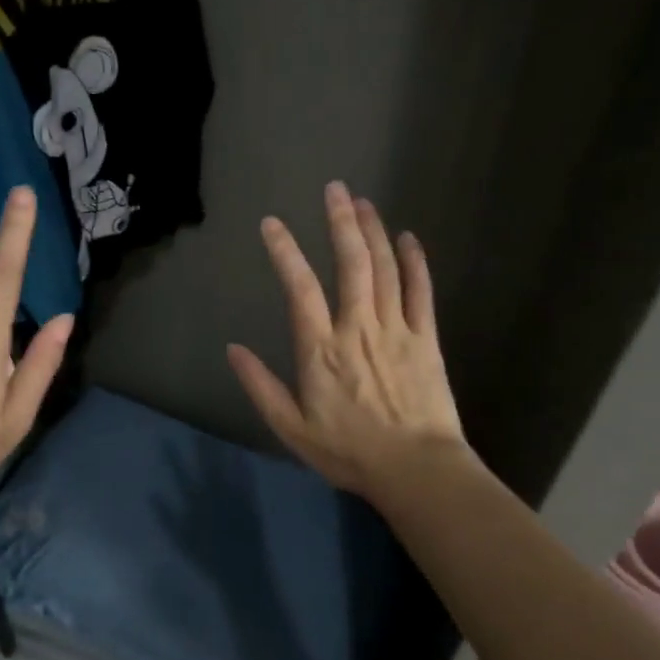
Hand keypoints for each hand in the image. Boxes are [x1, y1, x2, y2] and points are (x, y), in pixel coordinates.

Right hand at [227, 181, 470, 503]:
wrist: (417, 470)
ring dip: (373, 232)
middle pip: (351, 263)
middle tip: (334, 189)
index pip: (300, 288)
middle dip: (340, 222)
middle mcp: (358, 327)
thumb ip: (260, 386)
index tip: (272, 223)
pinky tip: (409, 238)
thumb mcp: (291, 427)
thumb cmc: (348, 451)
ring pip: (386, 269)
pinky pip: (421, 292)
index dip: (285, 252)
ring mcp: (397, 329)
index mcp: (321, 348)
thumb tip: (232, 349)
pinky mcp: (426, 339)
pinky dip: (415, 262)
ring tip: (362, 202)